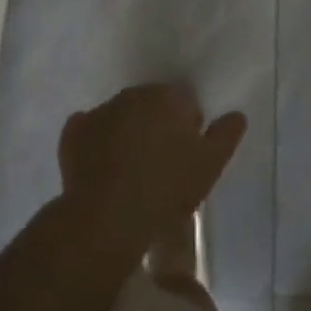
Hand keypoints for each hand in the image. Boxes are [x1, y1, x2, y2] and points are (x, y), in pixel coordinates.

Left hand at [59, 84, 244, 250]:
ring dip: (127, 133)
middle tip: (160, 166)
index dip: (187, 127)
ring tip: (130, 173)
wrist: (108, 217)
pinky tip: (100, 168)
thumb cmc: (166, 188)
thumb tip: (237, 115)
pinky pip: (89, 131)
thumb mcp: (210, 165)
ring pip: (120, 117)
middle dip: (156, 126)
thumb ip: (226, 135)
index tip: (186, 156)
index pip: (184, 102)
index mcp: (167, 96)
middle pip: (150, 106)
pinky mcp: (73, 132)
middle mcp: (132, 94)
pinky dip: (95, 143)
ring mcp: (100, 110)